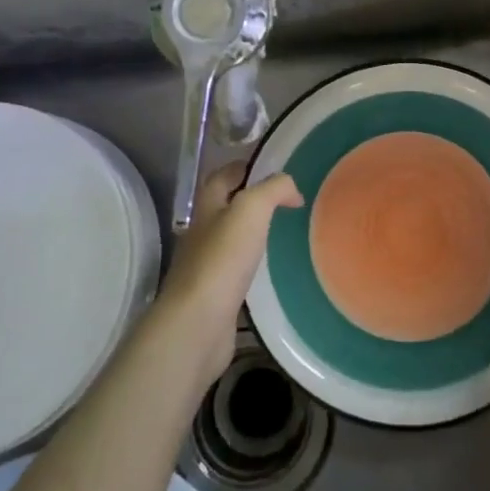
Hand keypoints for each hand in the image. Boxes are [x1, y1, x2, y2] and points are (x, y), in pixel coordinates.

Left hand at [154, 164, 301, 394]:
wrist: (198, 323)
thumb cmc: (223, 259)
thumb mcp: (252, 209)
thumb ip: (273, 189)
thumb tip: (291, 189)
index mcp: (207, 207)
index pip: (222, 176)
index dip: (244, 167)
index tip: (273, 169)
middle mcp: (201, 232)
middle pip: (224, 207)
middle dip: (249, 200)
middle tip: (283, 202)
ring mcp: (204, 266)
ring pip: (229, 239)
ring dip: (250, 234)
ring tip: (281, 233)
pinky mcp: (213, 296)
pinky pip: (233, 271)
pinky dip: (250, 266)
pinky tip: (269, 271)